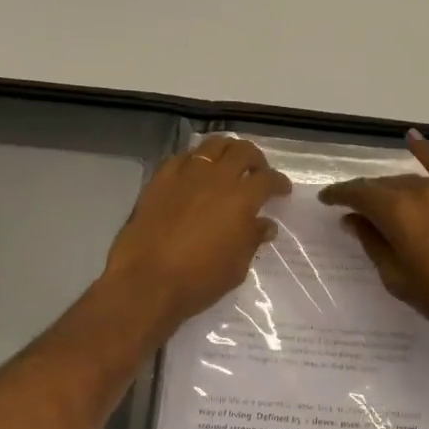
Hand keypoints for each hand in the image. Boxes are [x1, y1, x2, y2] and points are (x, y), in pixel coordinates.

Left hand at [103, 135, 290, 332]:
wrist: (146, 281)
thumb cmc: (198, 280)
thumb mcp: (236, 267)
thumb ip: (252, 240)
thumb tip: (265, 225)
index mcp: (242, 199)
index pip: (268, 179)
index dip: (279, 182)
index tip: (282, 190)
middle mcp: (216, 178)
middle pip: (242, 151)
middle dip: (256, 159)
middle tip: (258, 172)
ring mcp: (185, 175)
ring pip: (212, 146)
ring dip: (227, 150)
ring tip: (229, 162)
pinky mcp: (159, 180)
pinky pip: (181, 158)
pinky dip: (195, 159)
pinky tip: (195, 171)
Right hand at [320, 131, 428, 347]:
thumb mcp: (398, 279)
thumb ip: (373, 244)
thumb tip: (353, 220)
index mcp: (396, 213)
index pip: (358, 194)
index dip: (338, 195)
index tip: (325, 199)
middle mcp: (418, 191)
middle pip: (381, 185)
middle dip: (363, 194)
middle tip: (351, 209)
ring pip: (407, 179)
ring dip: (389, 188)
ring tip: (379, 200)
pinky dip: (425, 150)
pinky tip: (412, 138)